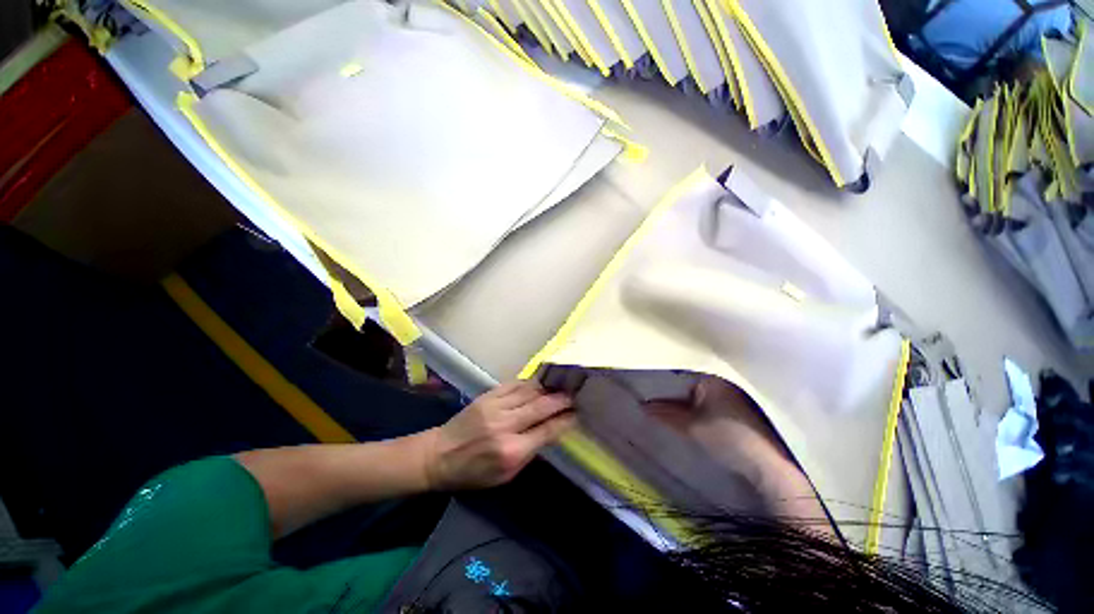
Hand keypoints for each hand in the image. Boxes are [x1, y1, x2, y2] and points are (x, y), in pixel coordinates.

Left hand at [421, 381, 575, 490]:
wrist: (439, 455)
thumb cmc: (474, 472)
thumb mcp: (506, 475)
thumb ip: (530, 452)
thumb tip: (552, 430)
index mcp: (511, 451)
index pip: (547, 431)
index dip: (565, 420)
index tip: (577, 414)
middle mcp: (505, 425)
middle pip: (541, 406)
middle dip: (561, 399)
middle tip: (575, 395)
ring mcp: (495, 406)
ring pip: (530, 391)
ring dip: (548, 388)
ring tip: (561, 385)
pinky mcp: (488, 395)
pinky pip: (515, 384)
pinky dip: (530, 383)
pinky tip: (539, 383)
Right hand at [646, 377, 807, 502]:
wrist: (768, 465)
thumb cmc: (728, 437)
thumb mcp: (690, 426)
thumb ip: (664, 413)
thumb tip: (642, 406)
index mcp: (712, 375)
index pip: (679, 372)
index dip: (662, 382)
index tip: (646, 389)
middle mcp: (724, 379)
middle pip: (688, 383)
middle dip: (672, 393)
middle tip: (652, 400)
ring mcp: (732, 393)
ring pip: (698, 393)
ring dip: (683, 401)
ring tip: (663, 408)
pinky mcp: (738, 407)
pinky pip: (709, 401)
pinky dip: (697, 407)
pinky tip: (685, 416)